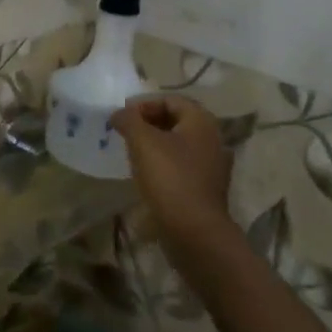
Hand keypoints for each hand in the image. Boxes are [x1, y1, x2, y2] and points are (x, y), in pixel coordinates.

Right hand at [111, 97, 237, 251]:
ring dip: (154, 143)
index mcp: (201, 122)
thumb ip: (128, 120)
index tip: (123, 117)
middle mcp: (212, 139)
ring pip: (178, 143)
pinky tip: (146, 173)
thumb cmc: (169, 178)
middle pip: (176, 120)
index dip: (144, 104)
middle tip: (125, 132)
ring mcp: (212, 165)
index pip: (171, 100)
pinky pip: (182, 164)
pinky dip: (163, 162)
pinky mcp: (206, 187)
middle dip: (148, 122)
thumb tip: (119, 114)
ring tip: (131, 152)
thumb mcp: (142, 141)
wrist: (194, 231)